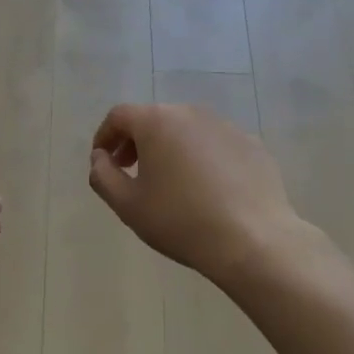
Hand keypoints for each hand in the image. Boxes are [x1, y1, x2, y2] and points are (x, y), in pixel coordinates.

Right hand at [89, 104, 302, 287]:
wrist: (253, 240)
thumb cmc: (180, 220)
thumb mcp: (127, 205)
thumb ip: (103, 175)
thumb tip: (100, 157)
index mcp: (157, 121)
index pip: (119, 116)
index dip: (105, 136)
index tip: (103, 161)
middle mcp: (191, 113)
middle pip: (154, 119)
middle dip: (137, 142)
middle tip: (131, 172)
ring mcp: (226, 126)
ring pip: (187, 131)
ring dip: (170, 149)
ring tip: (170, 183)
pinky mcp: (252, 145)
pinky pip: (216, 145)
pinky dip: (203, 159)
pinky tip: (207, 190)